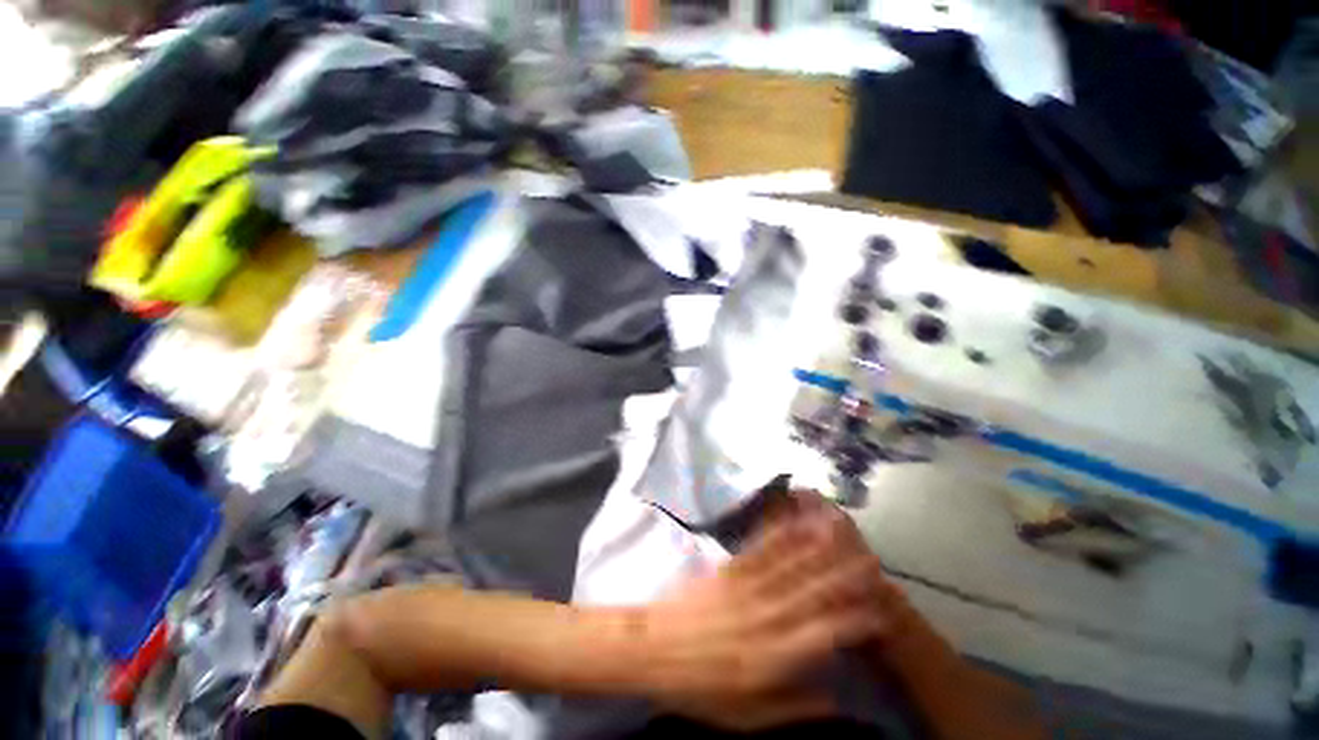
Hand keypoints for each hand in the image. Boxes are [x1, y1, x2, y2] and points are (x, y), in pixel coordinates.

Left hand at [635, 491, 896, 729]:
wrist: (654, 647)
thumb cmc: (699, 688)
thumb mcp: (746, 715)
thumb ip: (794, 706)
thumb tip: (838, 700)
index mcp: (773, 657)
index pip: (825, 634)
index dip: (855, 620)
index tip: (881, 608)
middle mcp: (765, 617)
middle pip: (812, 592)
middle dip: (845, 574)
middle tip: (872, 558)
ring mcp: (746, 587)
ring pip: (789, 565)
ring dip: (818, 546)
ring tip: (843, 531)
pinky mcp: (729, 568)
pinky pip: (759, 549)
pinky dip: (780, 533)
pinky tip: (795, 520)